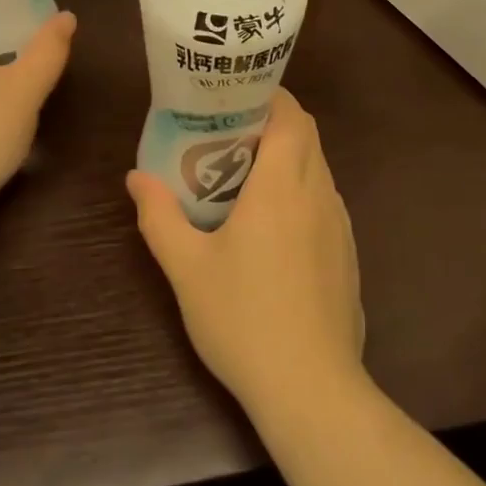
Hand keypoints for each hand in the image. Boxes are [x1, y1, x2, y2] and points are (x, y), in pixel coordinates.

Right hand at [126, 89, 364, 415]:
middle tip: (231, 134)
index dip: (271, 97)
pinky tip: (274, 227)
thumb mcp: (187, 268)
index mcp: (283, 185)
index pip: (292, 116)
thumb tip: (136, 177)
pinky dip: (303, 191)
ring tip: (248, 175)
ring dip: (290, 158)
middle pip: (307, 136)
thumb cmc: (243, 318)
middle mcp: (319, 193)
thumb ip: (159, 216)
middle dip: (275, 123)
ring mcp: (341, 225)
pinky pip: (326, 202)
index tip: (238, 98)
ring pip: (319, 168)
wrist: (311, 388)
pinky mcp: (348, 253)